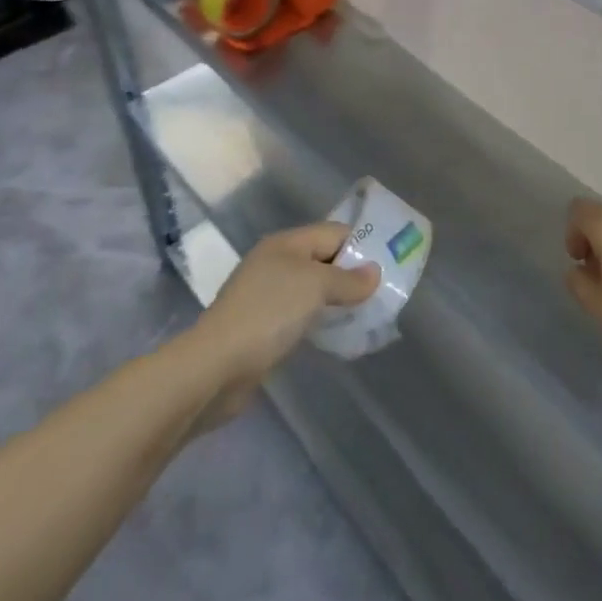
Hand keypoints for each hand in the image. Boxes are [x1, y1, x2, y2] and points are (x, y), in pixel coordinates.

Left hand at [191, 222, 378, 425]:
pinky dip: (319, 321)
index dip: (360, 246)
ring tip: (363, 316)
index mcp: (286, 243)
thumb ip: (348, 279)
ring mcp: (267, 296)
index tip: (386, 267)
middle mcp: (276, 263)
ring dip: (335, 301)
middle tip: (379, 295)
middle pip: (323, 260)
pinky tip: (334, 336)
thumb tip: (374, 273)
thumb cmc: (268, 314)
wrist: (215, 368)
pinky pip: (300, 315)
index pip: (333, 232)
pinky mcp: (262, 328)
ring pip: (312, 290)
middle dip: (350, 275)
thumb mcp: (315, 287)